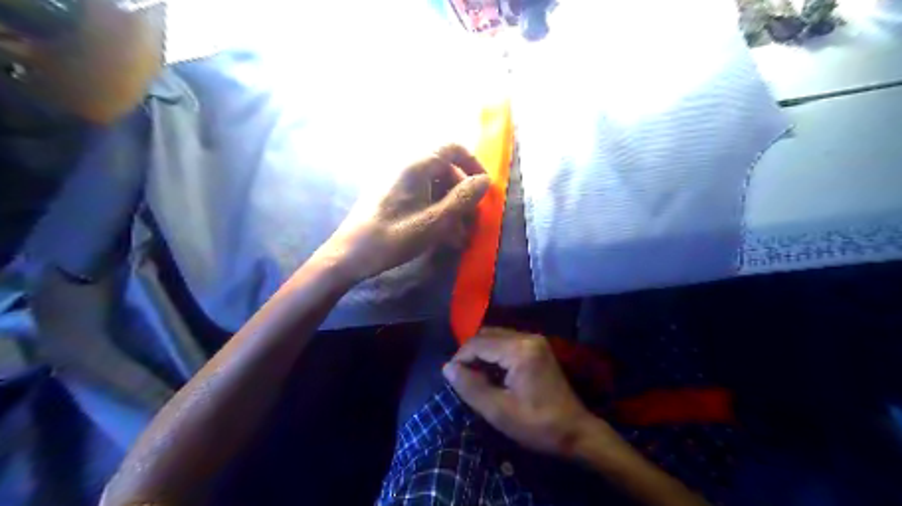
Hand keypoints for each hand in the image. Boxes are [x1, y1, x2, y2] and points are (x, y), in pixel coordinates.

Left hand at [323, 144, 490, 284]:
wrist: (350, 255)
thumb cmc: (394, 237)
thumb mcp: (434, 221)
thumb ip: (462, 199)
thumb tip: (485, 180)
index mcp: (416, 166)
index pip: (453, 149)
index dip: (473, 165)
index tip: (483, 190)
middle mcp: (407, 168)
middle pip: (445, 170)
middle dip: (462, 193)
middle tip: (471, 220)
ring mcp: (397, 183)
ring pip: (434, 186)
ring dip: (450, 207)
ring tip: (458, 235)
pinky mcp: (392, 198)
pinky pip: (421, 197)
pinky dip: (435, 211)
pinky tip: (441, 236)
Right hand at [443, 328, 604, 457]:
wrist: (576, 431)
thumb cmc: (537, 425)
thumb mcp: (499, 411)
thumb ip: (471, 387)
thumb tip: (447, 367)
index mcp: (519, 350)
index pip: (477, 343)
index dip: (460, 358)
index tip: (452, 379)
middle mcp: (527, 337)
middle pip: (486, 335)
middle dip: (470, 354)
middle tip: (463, 378)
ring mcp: (535, 340)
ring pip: (496, 337)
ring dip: (482, 353)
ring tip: (475, 378)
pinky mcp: (538, 347)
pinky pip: (507, 342)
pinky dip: (494, 354)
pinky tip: (492, 374)